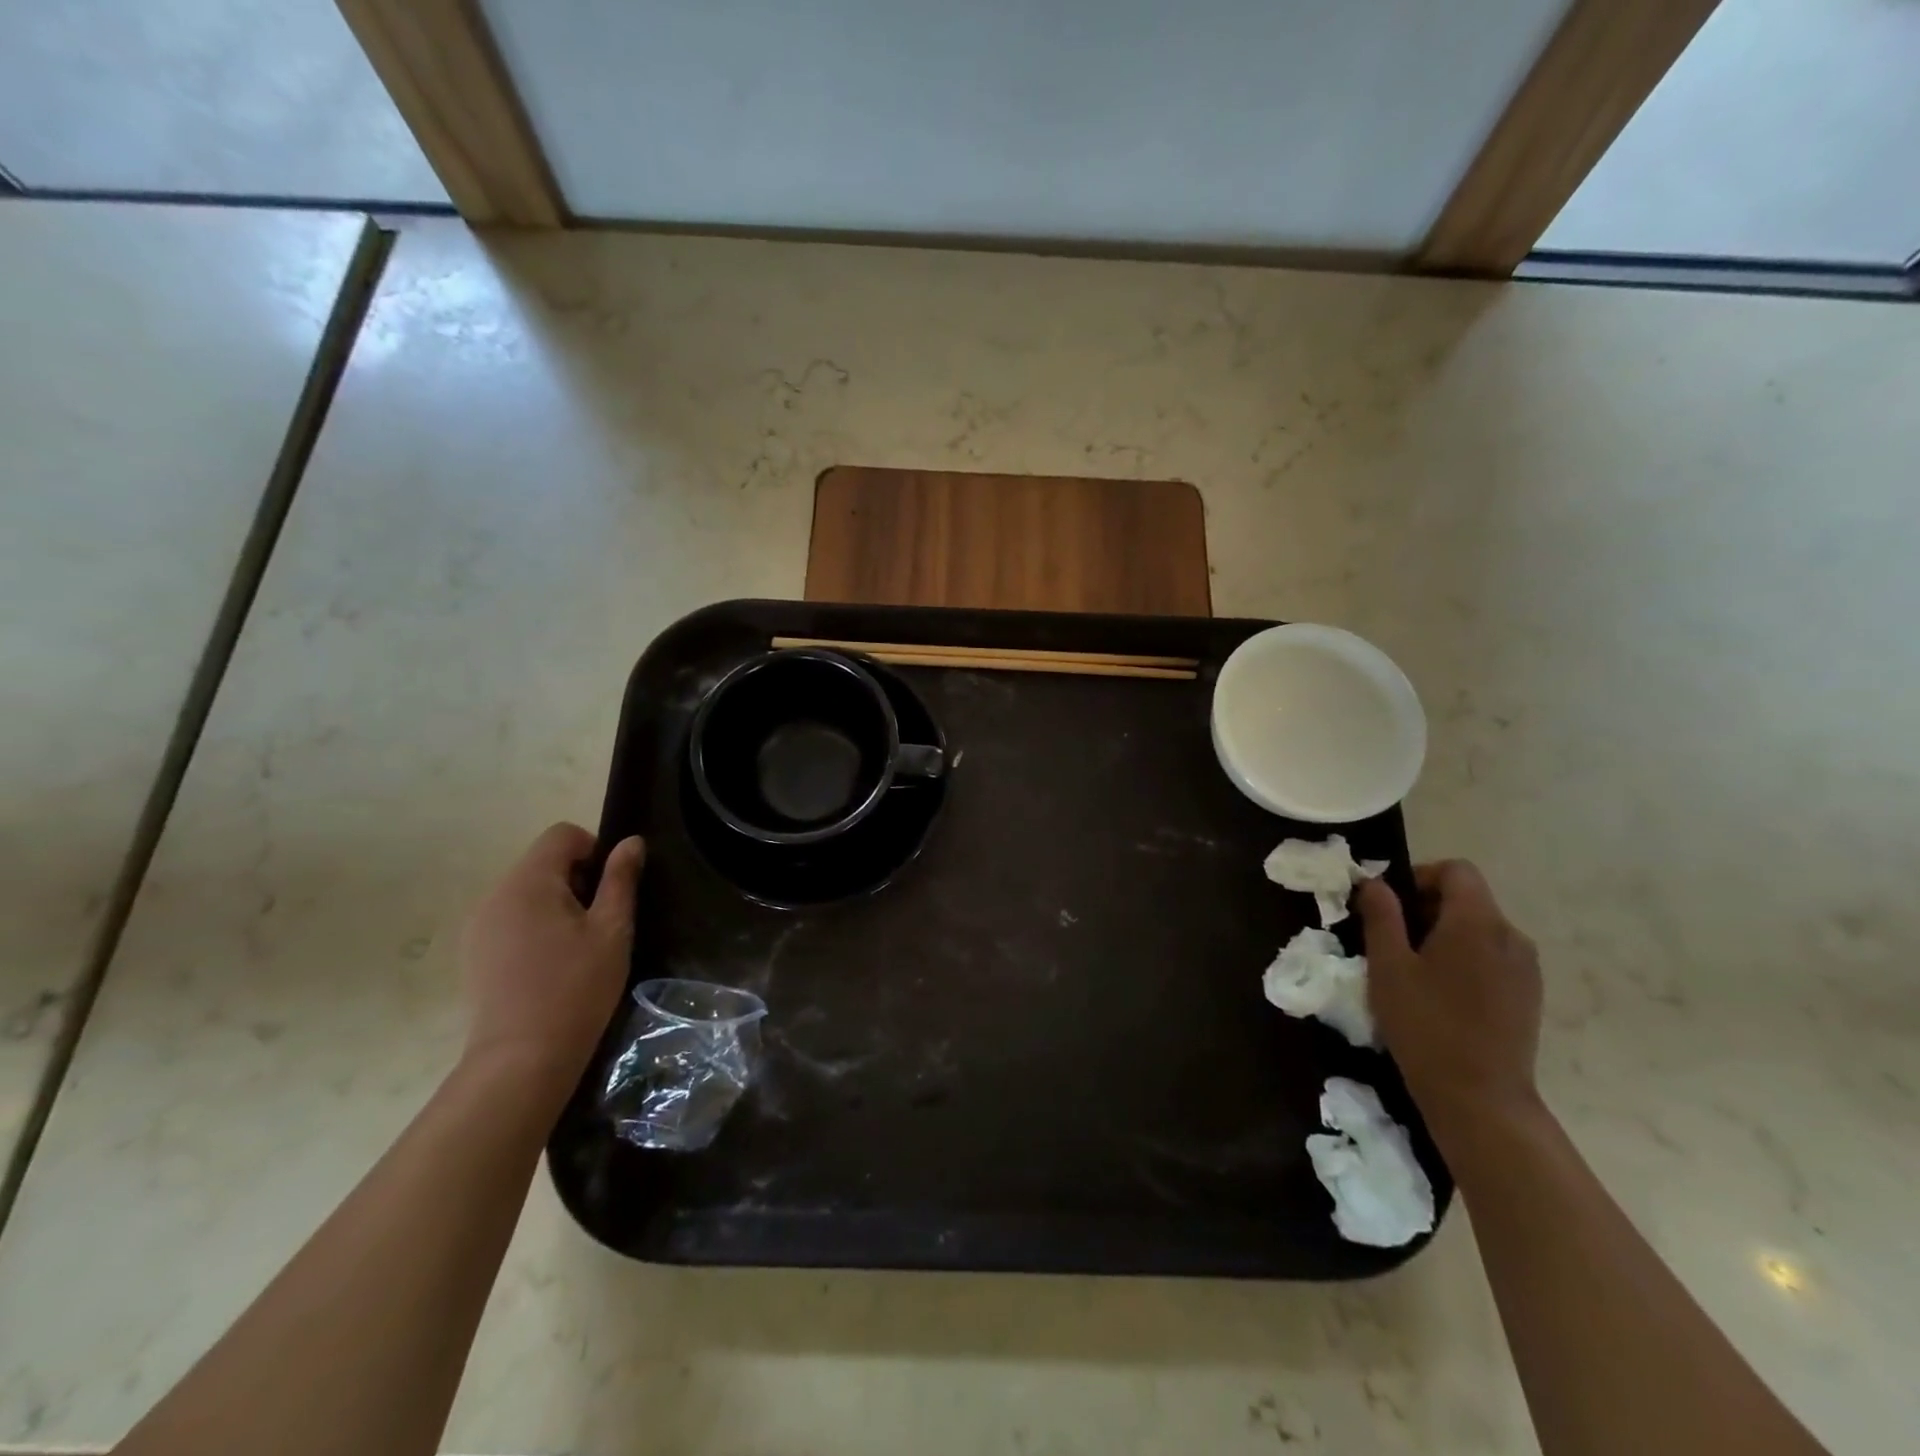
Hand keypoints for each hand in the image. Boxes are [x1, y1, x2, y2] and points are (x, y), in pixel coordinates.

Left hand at [460, 824, 644, 1094]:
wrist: (521, 1060)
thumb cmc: (576, 989)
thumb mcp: (612, 930)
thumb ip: (621, 879)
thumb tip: (631, 842)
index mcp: (528, 882)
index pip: (562, 835)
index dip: (594, 851)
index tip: (610, 891)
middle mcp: (494, 894)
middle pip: (542, 862)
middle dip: (576, 881)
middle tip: (598, 925)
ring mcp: (478, 925)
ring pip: (527, 891)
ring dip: (555, 905)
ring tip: (575, 948)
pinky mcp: (473, 953)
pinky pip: (510, 918)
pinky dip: (534, 926)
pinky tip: (548, 965)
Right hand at [1356, 861, 1542, 1132]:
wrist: (1481, 1099)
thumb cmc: (1425, 1025)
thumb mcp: (1388, 966)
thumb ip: (1382, 916)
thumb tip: (1374, 883)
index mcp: (1477, 922)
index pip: (1456, 870)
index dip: (1420, 877)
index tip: (1390, 906)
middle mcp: (1511, 936)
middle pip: (1468, 898)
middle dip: (1426, 908)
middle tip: (1391, 941)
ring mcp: (1526, 967)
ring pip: (1480, 928)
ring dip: (1444, 934)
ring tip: (1413, 970)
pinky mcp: (1528, 994)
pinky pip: (1492, 956)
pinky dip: (1464, 958)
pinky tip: (1441, 994)